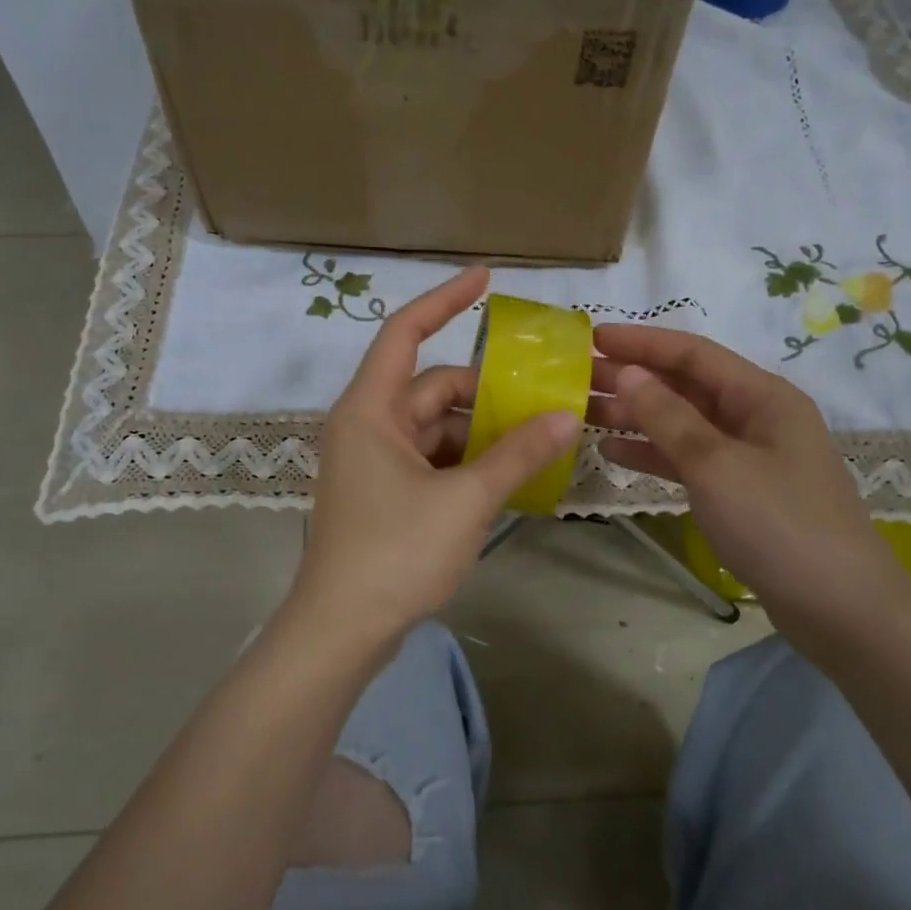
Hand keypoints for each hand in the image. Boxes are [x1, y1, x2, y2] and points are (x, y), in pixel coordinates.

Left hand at [290, 268, 579, 657]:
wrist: (343, 630)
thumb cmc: (396, 553)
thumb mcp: (466, 500)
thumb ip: (518, 454)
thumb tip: (567, 416)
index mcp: (371, 410)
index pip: (405, 333)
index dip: (445, 299)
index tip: (487, 278)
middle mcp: (368, 426)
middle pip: (433, 388)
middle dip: (487, 394)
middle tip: (545, 402)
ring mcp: (374, 463)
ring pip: (437, 428)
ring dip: (482, 433)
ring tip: (538, 442)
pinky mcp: (384, 494)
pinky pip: (432, 461)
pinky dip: (467, 464)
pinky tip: (507, 477)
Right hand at [588, 324, 910, 637]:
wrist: (839, 608)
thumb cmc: (778, 524)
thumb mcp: (716, 465)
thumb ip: (668, 417)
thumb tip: (628, 372)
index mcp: (762, 396)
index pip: (693, 353)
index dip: (641, 342)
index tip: (592, 337)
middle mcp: (756, 417)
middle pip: (685, 386)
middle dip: (633, 378)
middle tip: (577, 377)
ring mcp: (748, 456)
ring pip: (682, 423)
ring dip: (637, 416)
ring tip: (585, 411)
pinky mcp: (739, 492)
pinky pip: (689, 459)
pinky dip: (654, 453)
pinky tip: (613, 452)